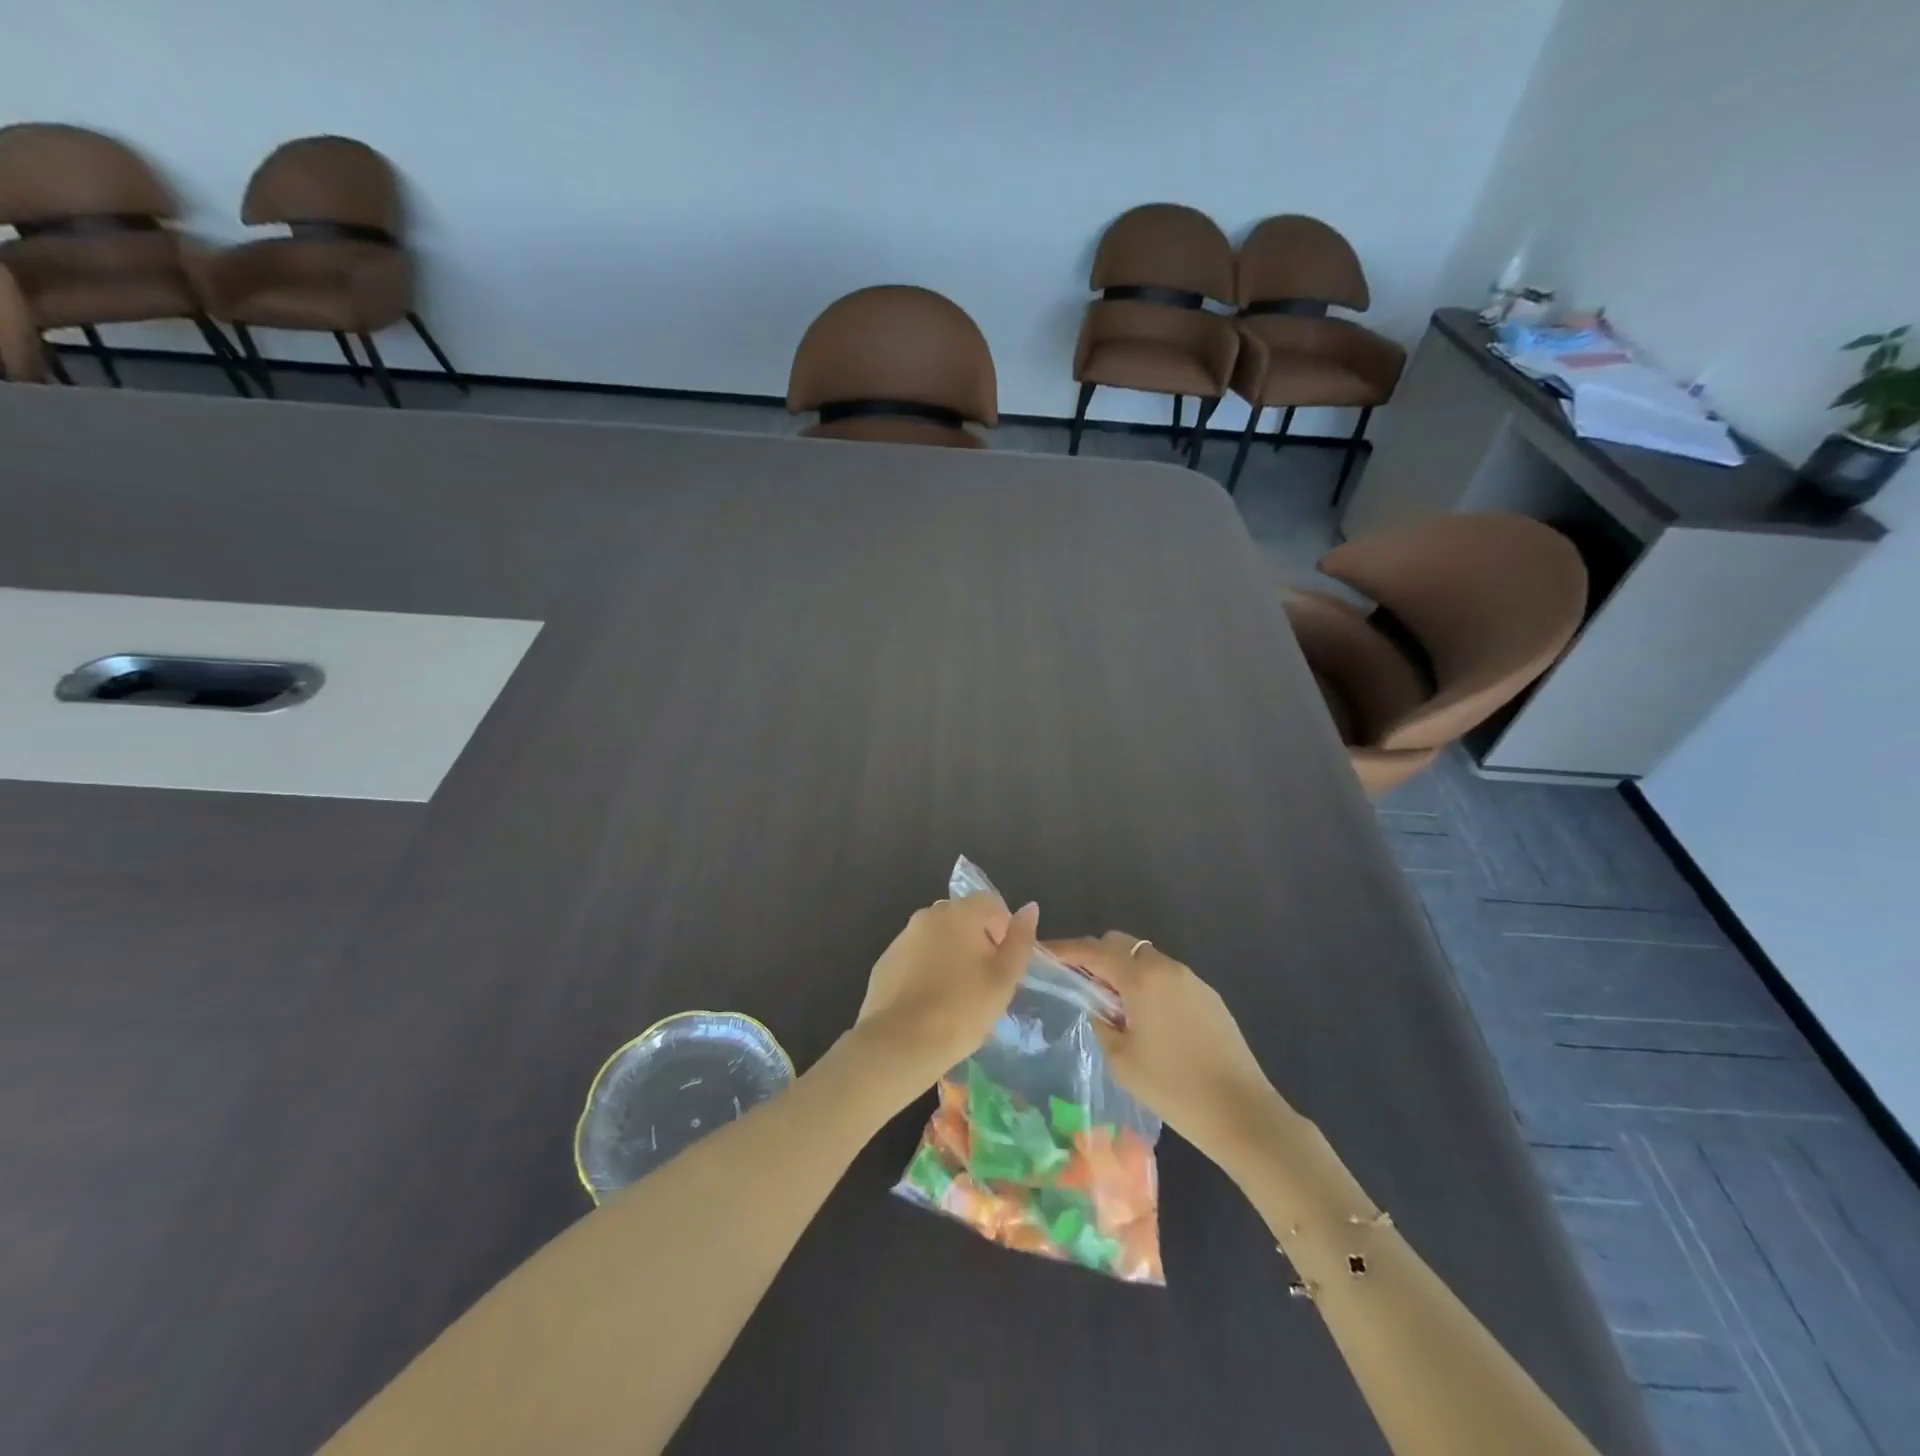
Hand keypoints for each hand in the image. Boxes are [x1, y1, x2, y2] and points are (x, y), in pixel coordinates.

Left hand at [852, 895, 1038, 1093]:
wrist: (899, 1044)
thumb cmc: (962, 1010)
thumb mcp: (1003, 979)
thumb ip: (1020, 940)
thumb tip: (1030, 908)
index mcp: (959, 913)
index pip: (991, 902)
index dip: (1004, 929)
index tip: (1003, 964)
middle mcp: (927, 915)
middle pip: (963, 917)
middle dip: (978, 941)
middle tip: (984, 982)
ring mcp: (902, 937)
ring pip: (937, 937)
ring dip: (951, 955)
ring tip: (956, 996)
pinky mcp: (884, 962)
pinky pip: (915, 957)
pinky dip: (926, 970)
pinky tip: (929, 1004)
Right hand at [1045, 932, 1281, 1163]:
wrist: (1242, 1112)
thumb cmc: (1173, 1088)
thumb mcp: (1121, 1060)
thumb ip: (1101, 1022)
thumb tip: (1097, 1006)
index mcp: (1141, 978)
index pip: (1093, 950)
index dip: (1065, 949)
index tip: (1044, 953)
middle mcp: (1166, 967)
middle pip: (1120, 943)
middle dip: (1095, 955)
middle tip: (1078, 982)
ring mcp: (1191, 978)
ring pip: (1145, 958)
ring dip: (1122, 970)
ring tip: (1112, 1005)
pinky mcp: (1208, 995)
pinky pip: (1166, 976)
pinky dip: (1147, 983)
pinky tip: (1146, 1018)